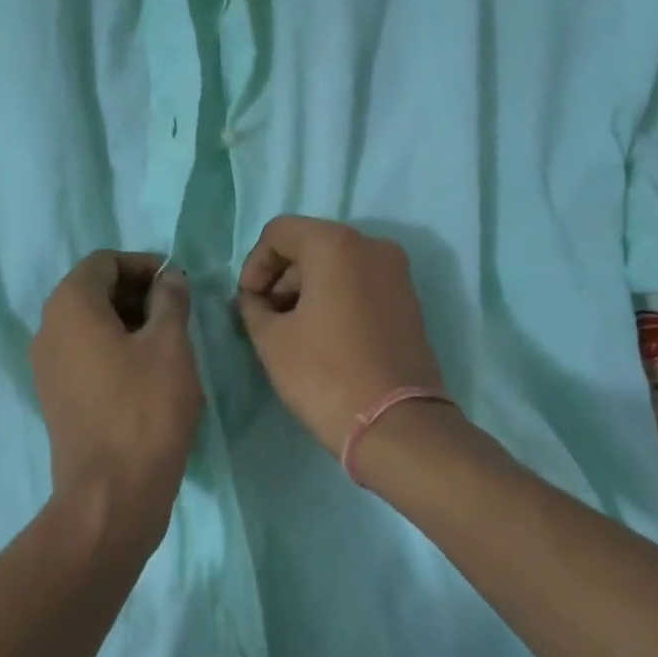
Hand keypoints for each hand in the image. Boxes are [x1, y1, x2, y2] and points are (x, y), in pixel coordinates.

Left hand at [32, 252, 203, 529]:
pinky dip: (115, 350)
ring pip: (89, 325)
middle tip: (178, 312)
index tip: (178, 283)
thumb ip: (170, 300)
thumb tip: (170, 277)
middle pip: (93, 291)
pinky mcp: (56, 397)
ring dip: (129, 322)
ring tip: (170, 342)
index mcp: (70, 306)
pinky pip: (85, 355)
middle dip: (137, 292)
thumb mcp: (171, 345)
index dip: (143, 264)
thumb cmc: (146, 408)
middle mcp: (49, 329)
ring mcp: (47, 367)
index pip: (103, 262)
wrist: (112, 493)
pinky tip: (149, 373)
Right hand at [235, 217, 449, 457]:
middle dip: (282, 278)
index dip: (254, 264)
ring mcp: (397, 274)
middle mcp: (373, 246)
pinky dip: (336, 300)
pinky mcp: (409, 302)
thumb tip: (255, 299)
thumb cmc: (324, 374)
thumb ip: (253, 307)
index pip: (280, 232)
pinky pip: (361, 286)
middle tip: (265, 319)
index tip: (248, 303)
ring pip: (338, 267)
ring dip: (307, 290)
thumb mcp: (272, 340)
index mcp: (337, 244)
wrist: (396, 424)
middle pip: (311, 246)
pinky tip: (322, 338)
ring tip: (291, 333)